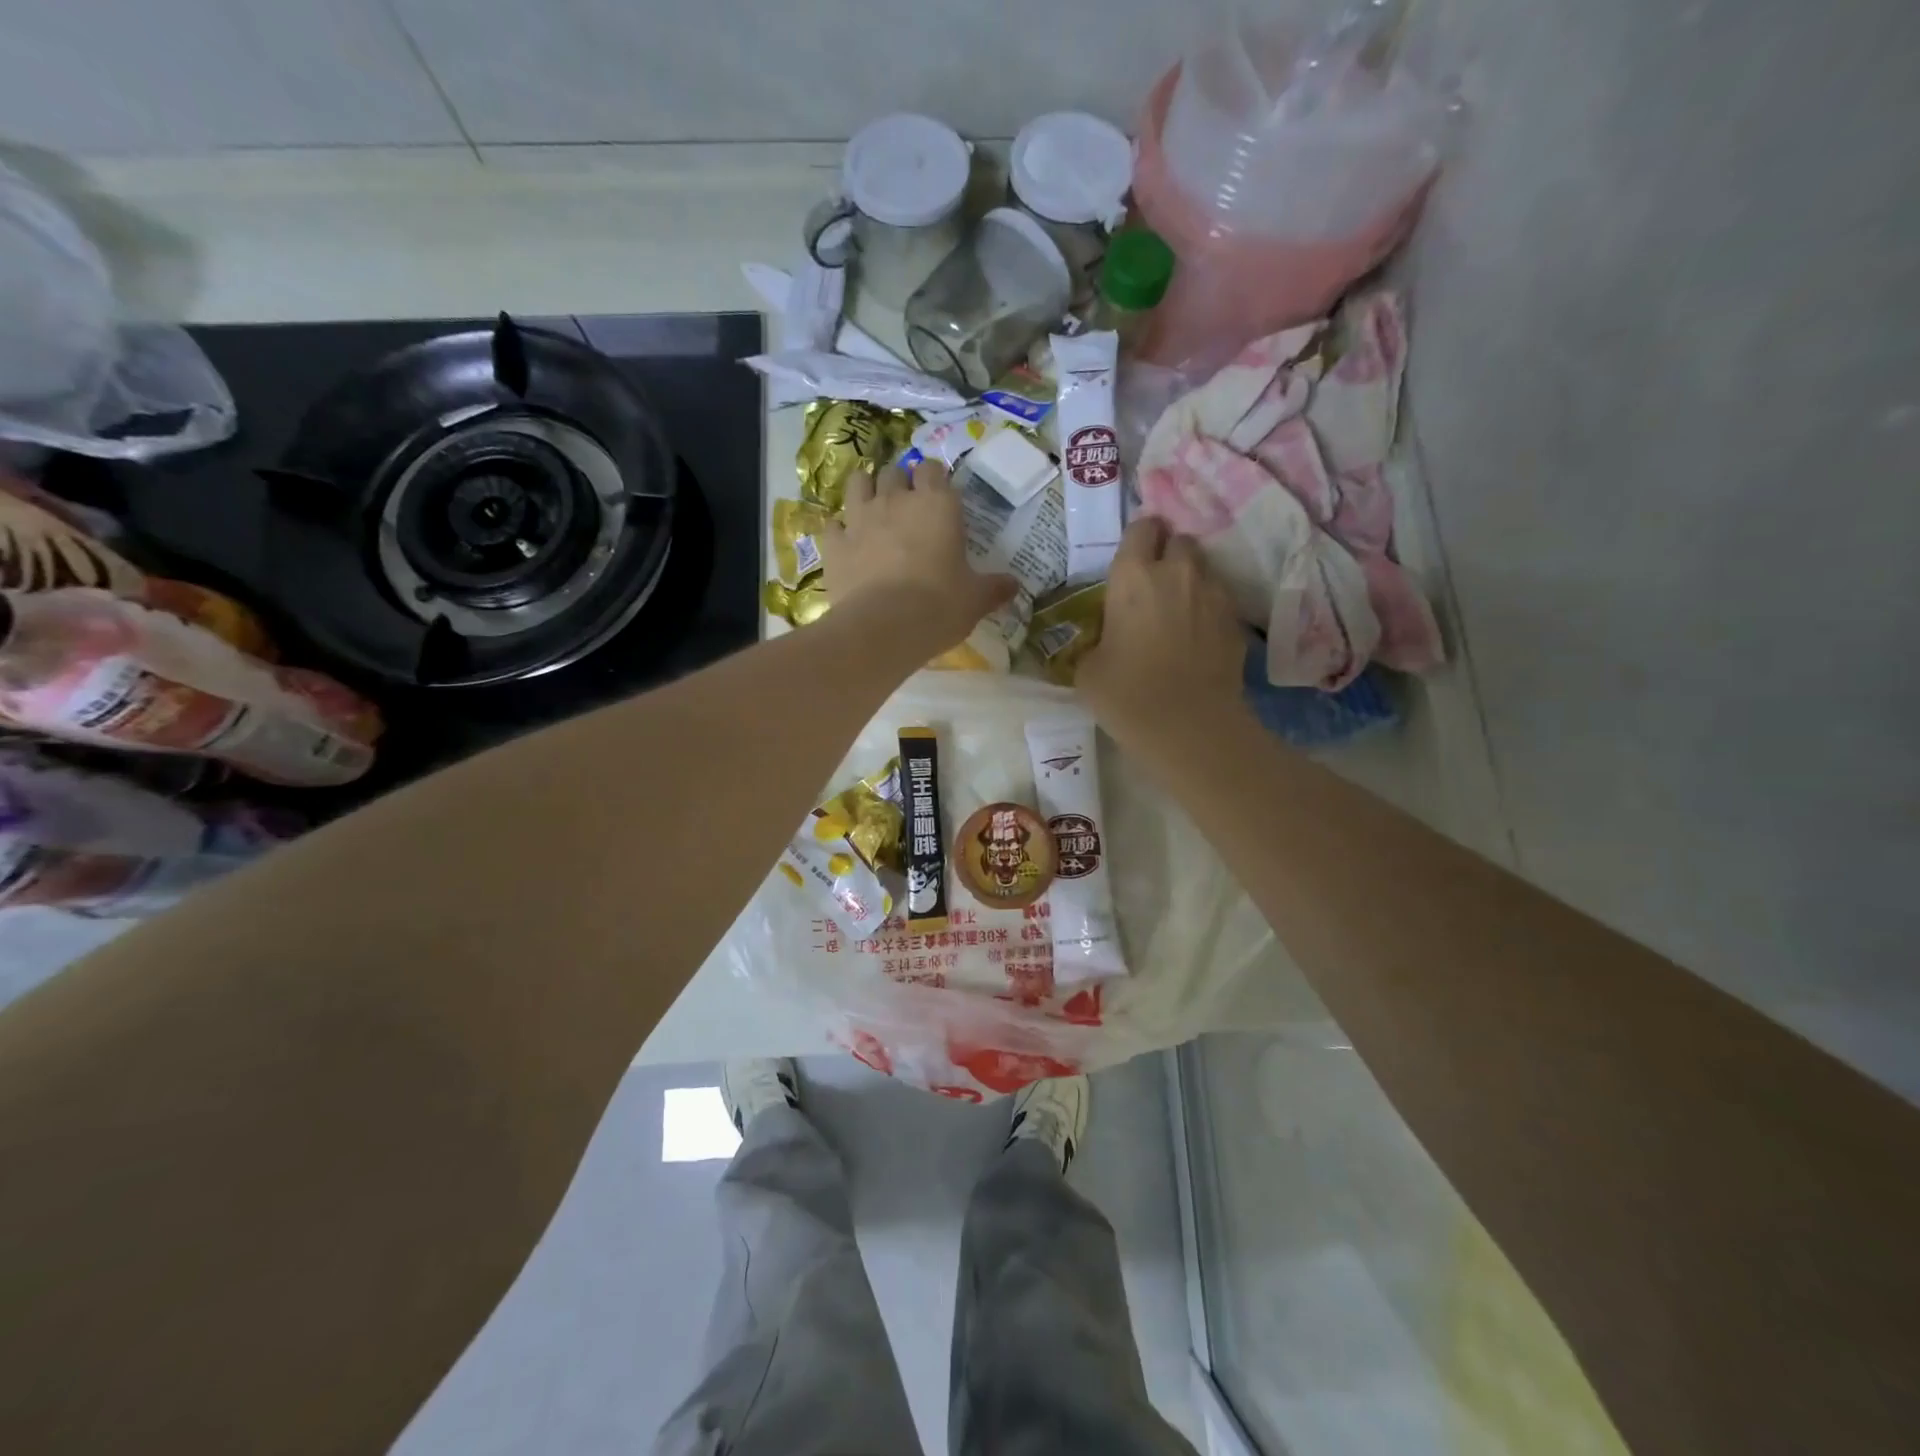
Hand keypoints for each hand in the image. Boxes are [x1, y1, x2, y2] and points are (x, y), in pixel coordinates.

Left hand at [822, 460, 1015, 654]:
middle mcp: (896, 501)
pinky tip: (846, 542)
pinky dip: (839, 530)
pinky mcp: (835, 544)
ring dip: (866, 490)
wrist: (883, 628)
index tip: (939, 495)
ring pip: (858, 483)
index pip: (933, 469)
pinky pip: (833, 524)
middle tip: (907, 505)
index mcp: (937, 505)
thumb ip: (994, 588)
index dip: (934, 479)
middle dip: (900, 483)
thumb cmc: (939, 606)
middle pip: (894, 472)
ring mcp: (860, 519)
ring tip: (873, 507)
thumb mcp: (975, 599)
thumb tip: (1014, 585)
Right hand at [1077, 517, 1244, 746]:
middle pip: (1179, 539)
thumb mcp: (1088, 669)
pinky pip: (1219, 598)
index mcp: (1132, 577)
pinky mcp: (1235, 620)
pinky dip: (1208, 607)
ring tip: (1179, 607)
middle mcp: (1176, 572)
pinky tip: (1197, 634)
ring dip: (1190, 578)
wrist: (1188, 725)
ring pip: (1203, 567)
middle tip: (1155, 581)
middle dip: (1168, 552)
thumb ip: (1096, 640)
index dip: (1138, 538)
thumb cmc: (1126, 694)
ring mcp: (1212, 594)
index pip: (1141, 528)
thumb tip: (1103, 640)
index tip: (1132, 558)